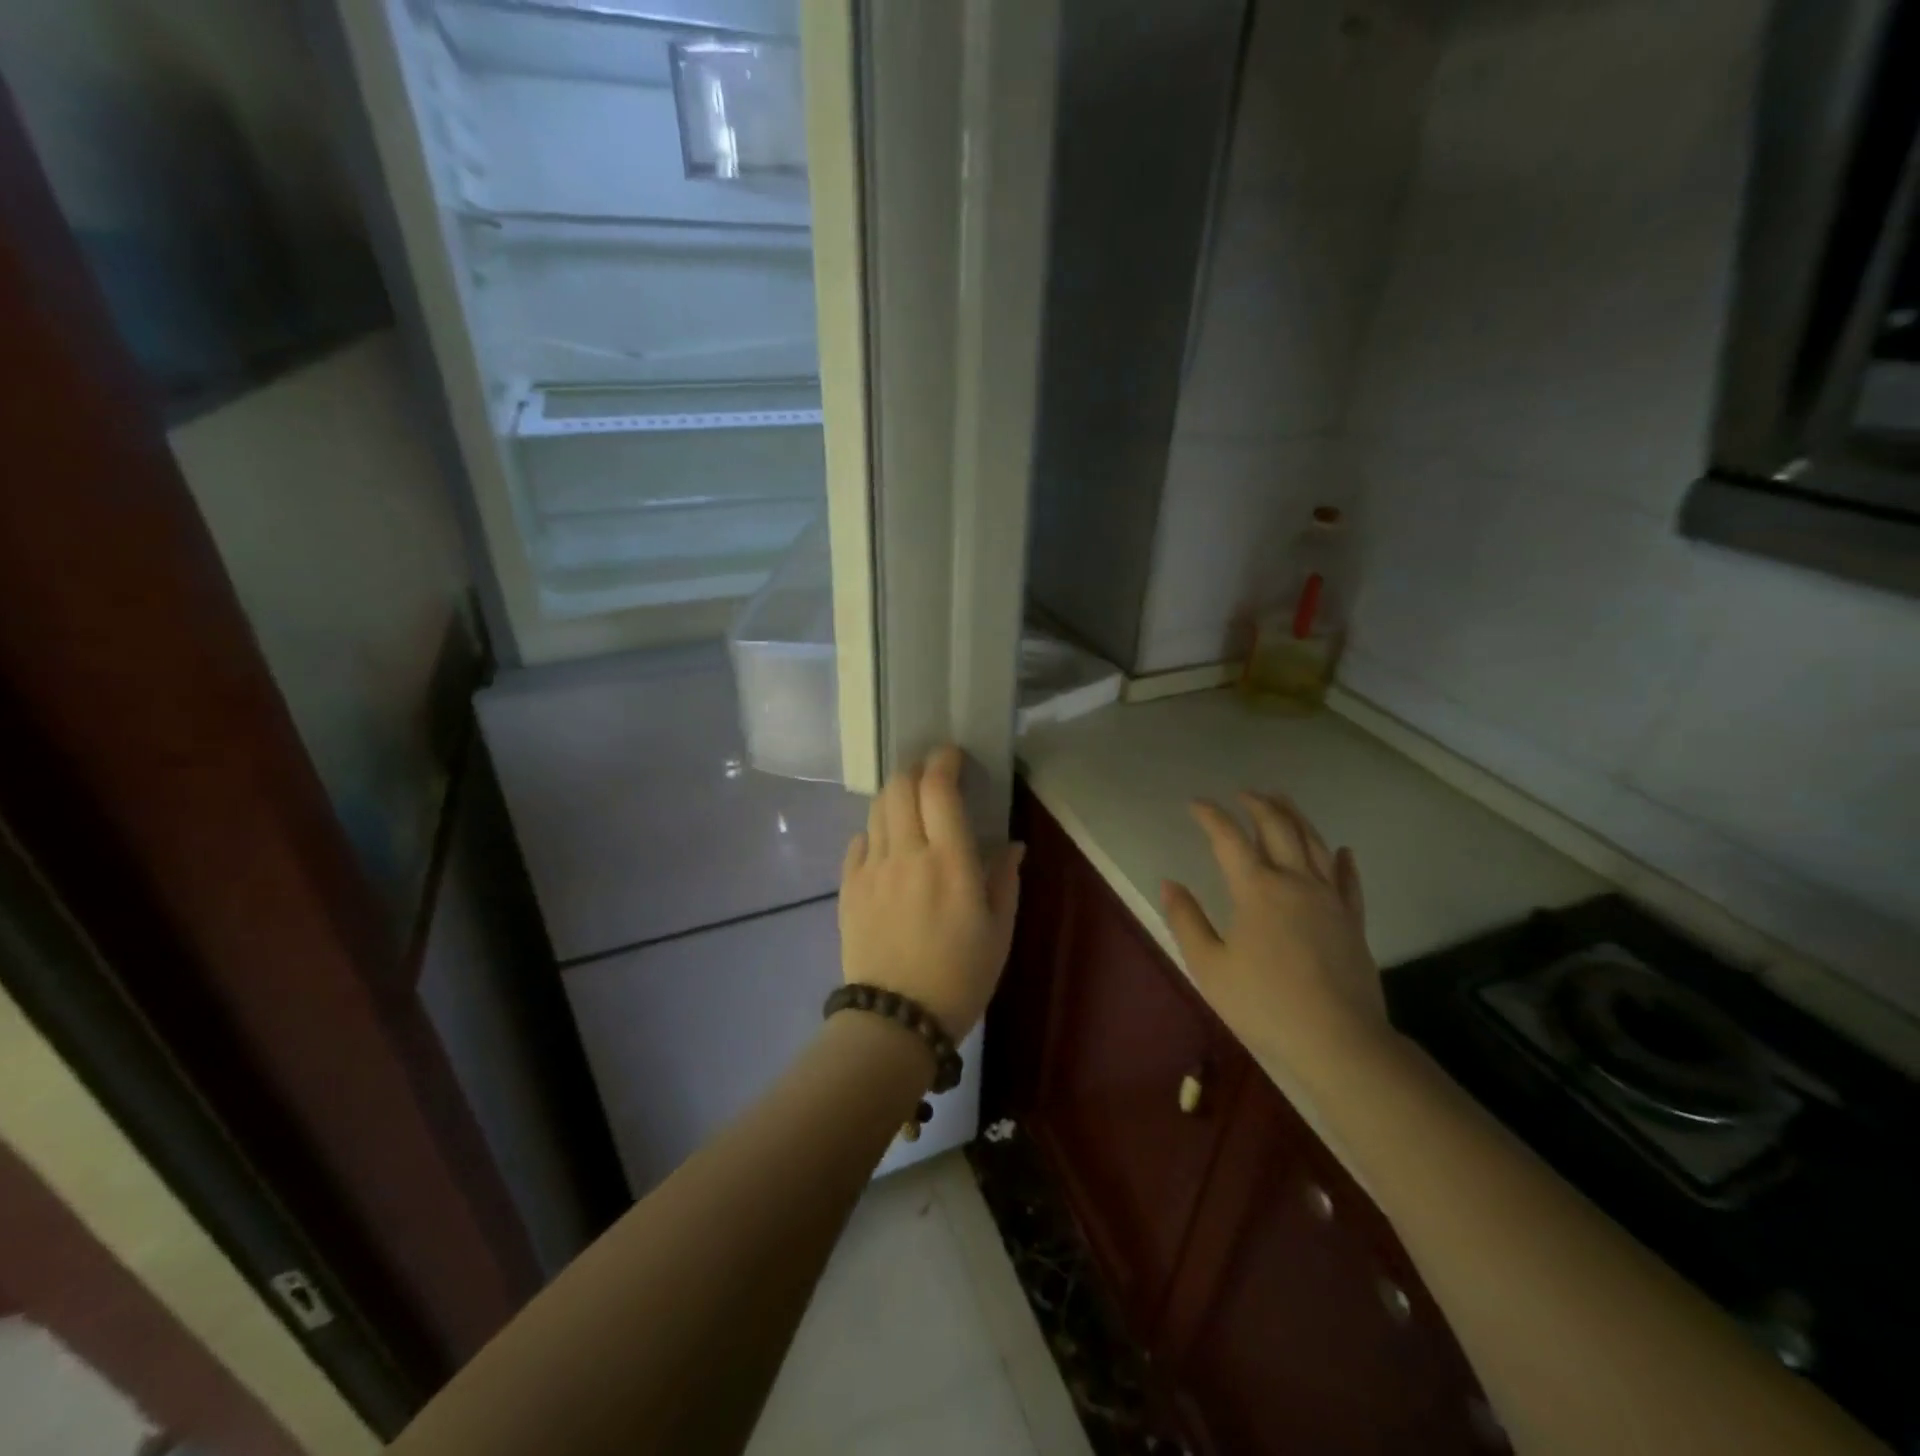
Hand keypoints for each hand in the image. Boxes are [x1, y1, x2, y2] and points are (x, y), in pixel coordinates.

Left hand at [839, 746, 1024, 1039]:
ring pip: (877, 810)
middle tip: (932, 779)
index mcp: (950, 862)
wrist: (895, 1020)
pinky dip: (874, 832)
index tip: (952, 755)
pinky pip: (858, 842)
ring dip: (894, 797)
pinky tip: (886, 847)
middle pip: (899, 787)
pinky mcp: (849, 887)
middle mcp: (907, 854)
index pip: (939, 789)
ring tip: (910, 809)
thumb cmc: (960, 977)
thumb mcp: (999, 931)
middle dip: (915, 771)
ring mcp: (872, 869)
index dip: (944, 761)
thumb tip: (1011, 844)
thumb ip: (1005, 880)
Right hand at [1161, 792, 1395, 1082]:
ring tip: (1282, 801)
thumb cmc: (1264, 1004)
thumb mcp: (1209, 966)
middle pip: (1278, 829)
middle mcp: (1295, 882)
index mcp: (1256, 889)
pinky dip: (1343, 860)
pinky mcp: (1353, 921)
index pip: (1229, 839)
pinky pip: (1349, 881)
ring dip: (1296, 817)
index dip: (1211, 816)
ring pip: (1314, 844)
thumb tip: (1170, 883)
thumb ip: (1186, 920)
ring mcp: (1330, 899)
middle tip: (1243, 794)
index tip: (1195, 804)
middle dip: (1258, 805)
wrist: (1339, 1041)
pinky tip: (1342, 850)